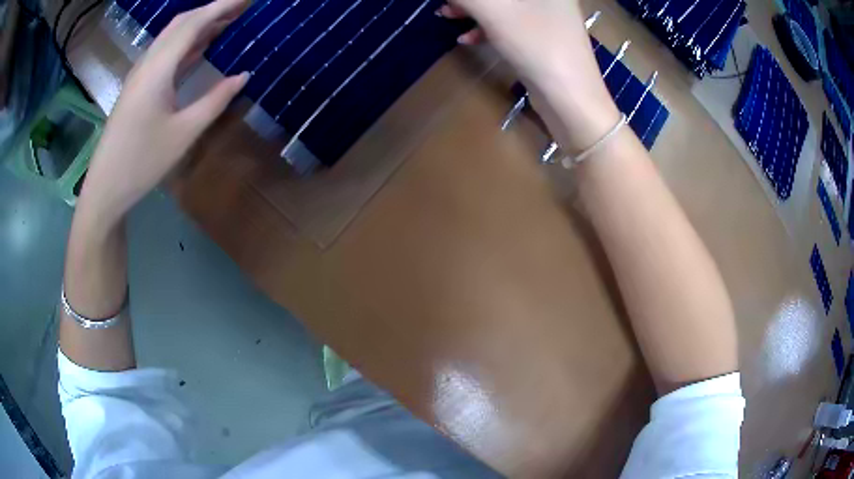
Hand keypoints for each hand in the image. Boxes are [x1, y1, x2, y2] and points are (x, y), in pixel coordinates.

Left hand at [77, 0, 249, 229]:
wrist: (105, 189)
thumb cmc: (142, 163)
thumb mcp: (183, 133)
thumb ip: (215, 100)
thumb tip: (243, 75)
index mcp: (158, 69)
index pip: (194, 23)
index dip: (222, 6)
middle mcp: (147, 63)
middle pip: (181, 23)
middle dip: (213, 10)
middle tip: (242, 8)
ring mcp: (140, 75)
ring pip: (171, 37)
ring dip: (199, 25)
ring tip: (228, 21)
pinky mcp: (137, 87)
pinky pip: (165, 54)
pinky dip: (186, 43)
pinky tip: (200, 47)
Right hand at [439, 0, 620, 151]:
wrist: (571, 98)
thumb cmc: (536, 44)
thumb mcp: (493, 11)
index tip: (454, 1)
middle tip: (447, 4)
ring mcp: (549, 17)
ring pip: (504, 6)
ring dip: (473, 10)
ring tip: (447, 16)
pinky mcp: (543, 38)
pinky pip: (509, 23)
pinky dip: (486, 28)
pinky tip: (467, 38)